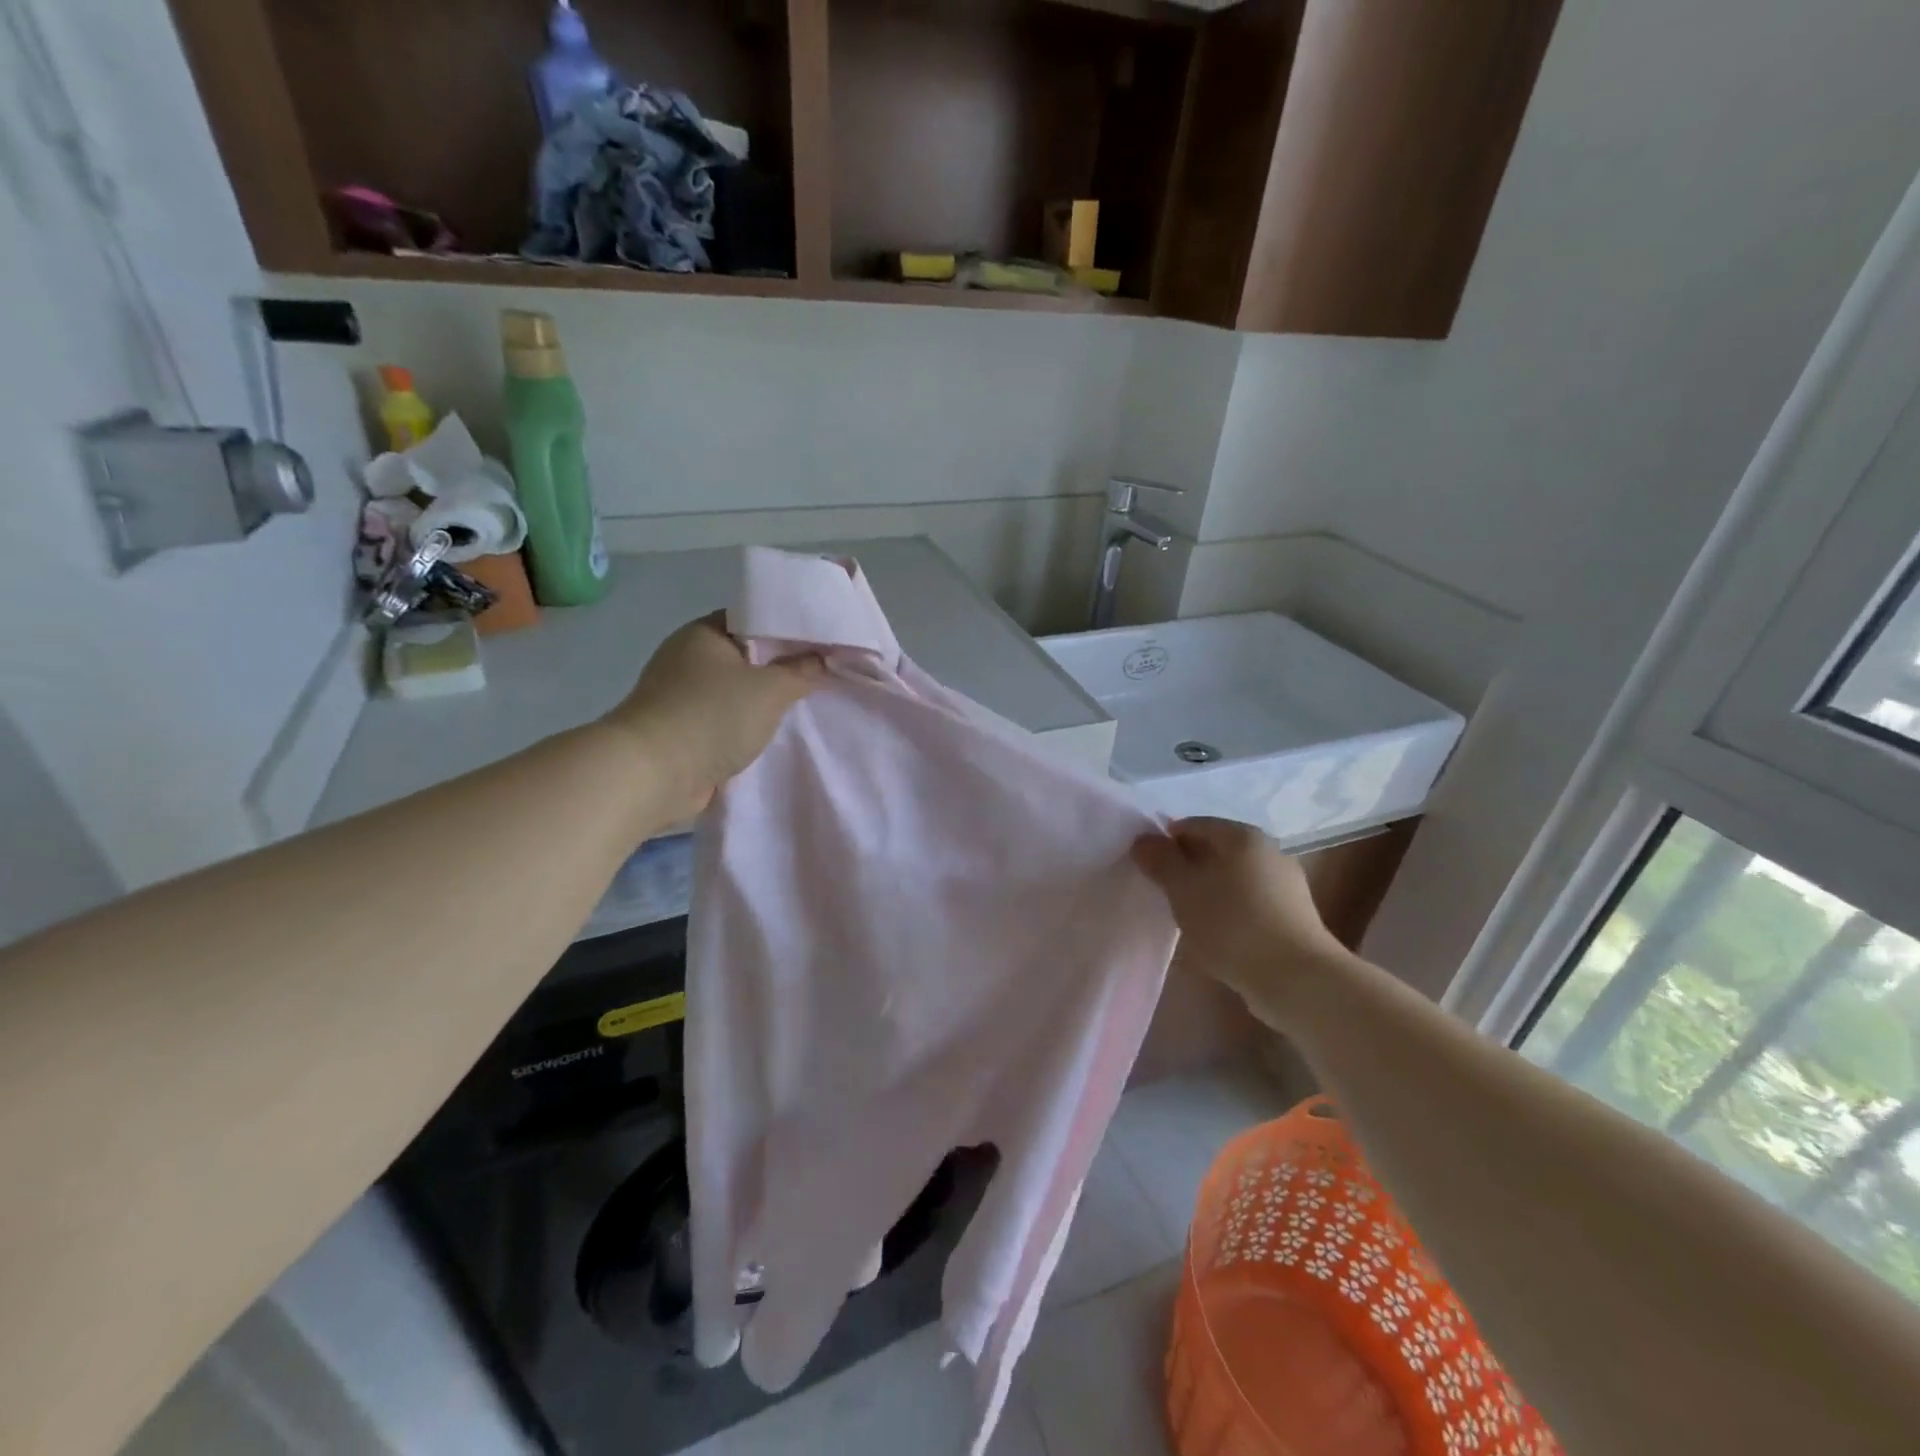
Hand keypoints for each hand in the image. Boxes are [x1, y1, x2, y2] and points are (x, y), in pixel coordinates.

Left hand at [604, 614, 824, 820]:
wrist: (654, 774)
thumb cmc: (713, 716)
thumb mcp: (770, 689)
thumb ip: (800, 672)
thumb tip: (819, 659)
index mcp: (703, 633)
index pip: (752, 619)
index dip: (787, 629)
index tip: (820, 644)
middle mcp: (687, 658)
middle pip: (745, 657)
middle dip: (779, 668)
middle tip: (820, 676)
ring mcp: (680, 696)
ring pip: (734, 692)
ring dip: (761, 702)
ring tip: (803, 706)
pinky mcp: (680, 730)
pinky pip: (723, 721)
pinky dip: (744, 727)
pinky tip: (772, 735)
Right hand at [1131, 817, 1350, 1020]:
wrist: (1296, 978)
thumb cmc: (1231, 924)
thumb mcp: (1183, 889)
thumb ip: (1160, 861)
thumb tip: (1144, 840)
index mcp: (1242, 835)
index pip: (1193, 825)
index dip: (1166, 843)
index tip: (1150, 871)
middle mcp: (1268, 850)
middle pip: (1216, 850)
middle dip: (1188, 868)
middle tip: (1166, 894)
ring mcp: (1286, 883)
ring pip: (1233, 877)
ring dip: (1209, 891)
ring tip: (1190, 918)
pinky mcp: (1294, 916)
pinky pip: (1250, 902)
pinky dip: (1231, 911)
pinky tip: (1219, 935)